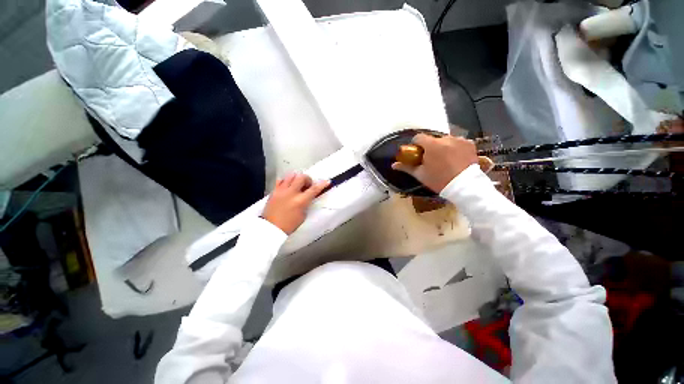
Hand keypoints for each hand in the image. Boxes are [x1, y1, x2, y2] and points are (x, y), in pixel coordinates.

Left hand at [262, 173, 329, 234]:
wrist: (271, 228)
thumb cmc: (289, 225)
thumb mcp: (303, 215)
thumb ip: (306, 203)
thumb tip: (307, 197)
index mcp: (300, 201)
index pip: (314, 189)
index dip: (322, 184)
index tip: (327, 181)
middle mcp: (291, 193)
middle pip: (301, 177)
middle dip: (307, 179)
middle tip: (307, 185)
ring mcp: (281, 190)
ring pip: (291, 175)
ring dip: (297, 178)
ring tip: (297, 184)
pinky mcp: (274, 191)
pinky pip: (281, 180)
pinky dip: (286, 181)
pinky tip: (288, 187)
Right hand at [392, 134, 477, 192]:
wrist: (464, 187)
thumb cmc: (439, 180)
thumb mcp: (420, 175)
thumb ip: (406, 167)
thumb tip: (393, 165)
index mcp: (432, 145)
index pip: (418, 137)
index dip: (416, 145)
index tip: (417, 153)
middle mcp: (446, 138)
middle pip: (433, 139)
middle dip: (430, 147)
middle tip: (432, 160)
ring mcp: (459, 140)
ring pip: (445, 140)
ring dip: (443, 147)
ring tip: (446, 160)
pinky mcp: (470, 143)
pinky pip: (457, 142)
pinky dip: (455, 147)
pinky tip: (456, 158)